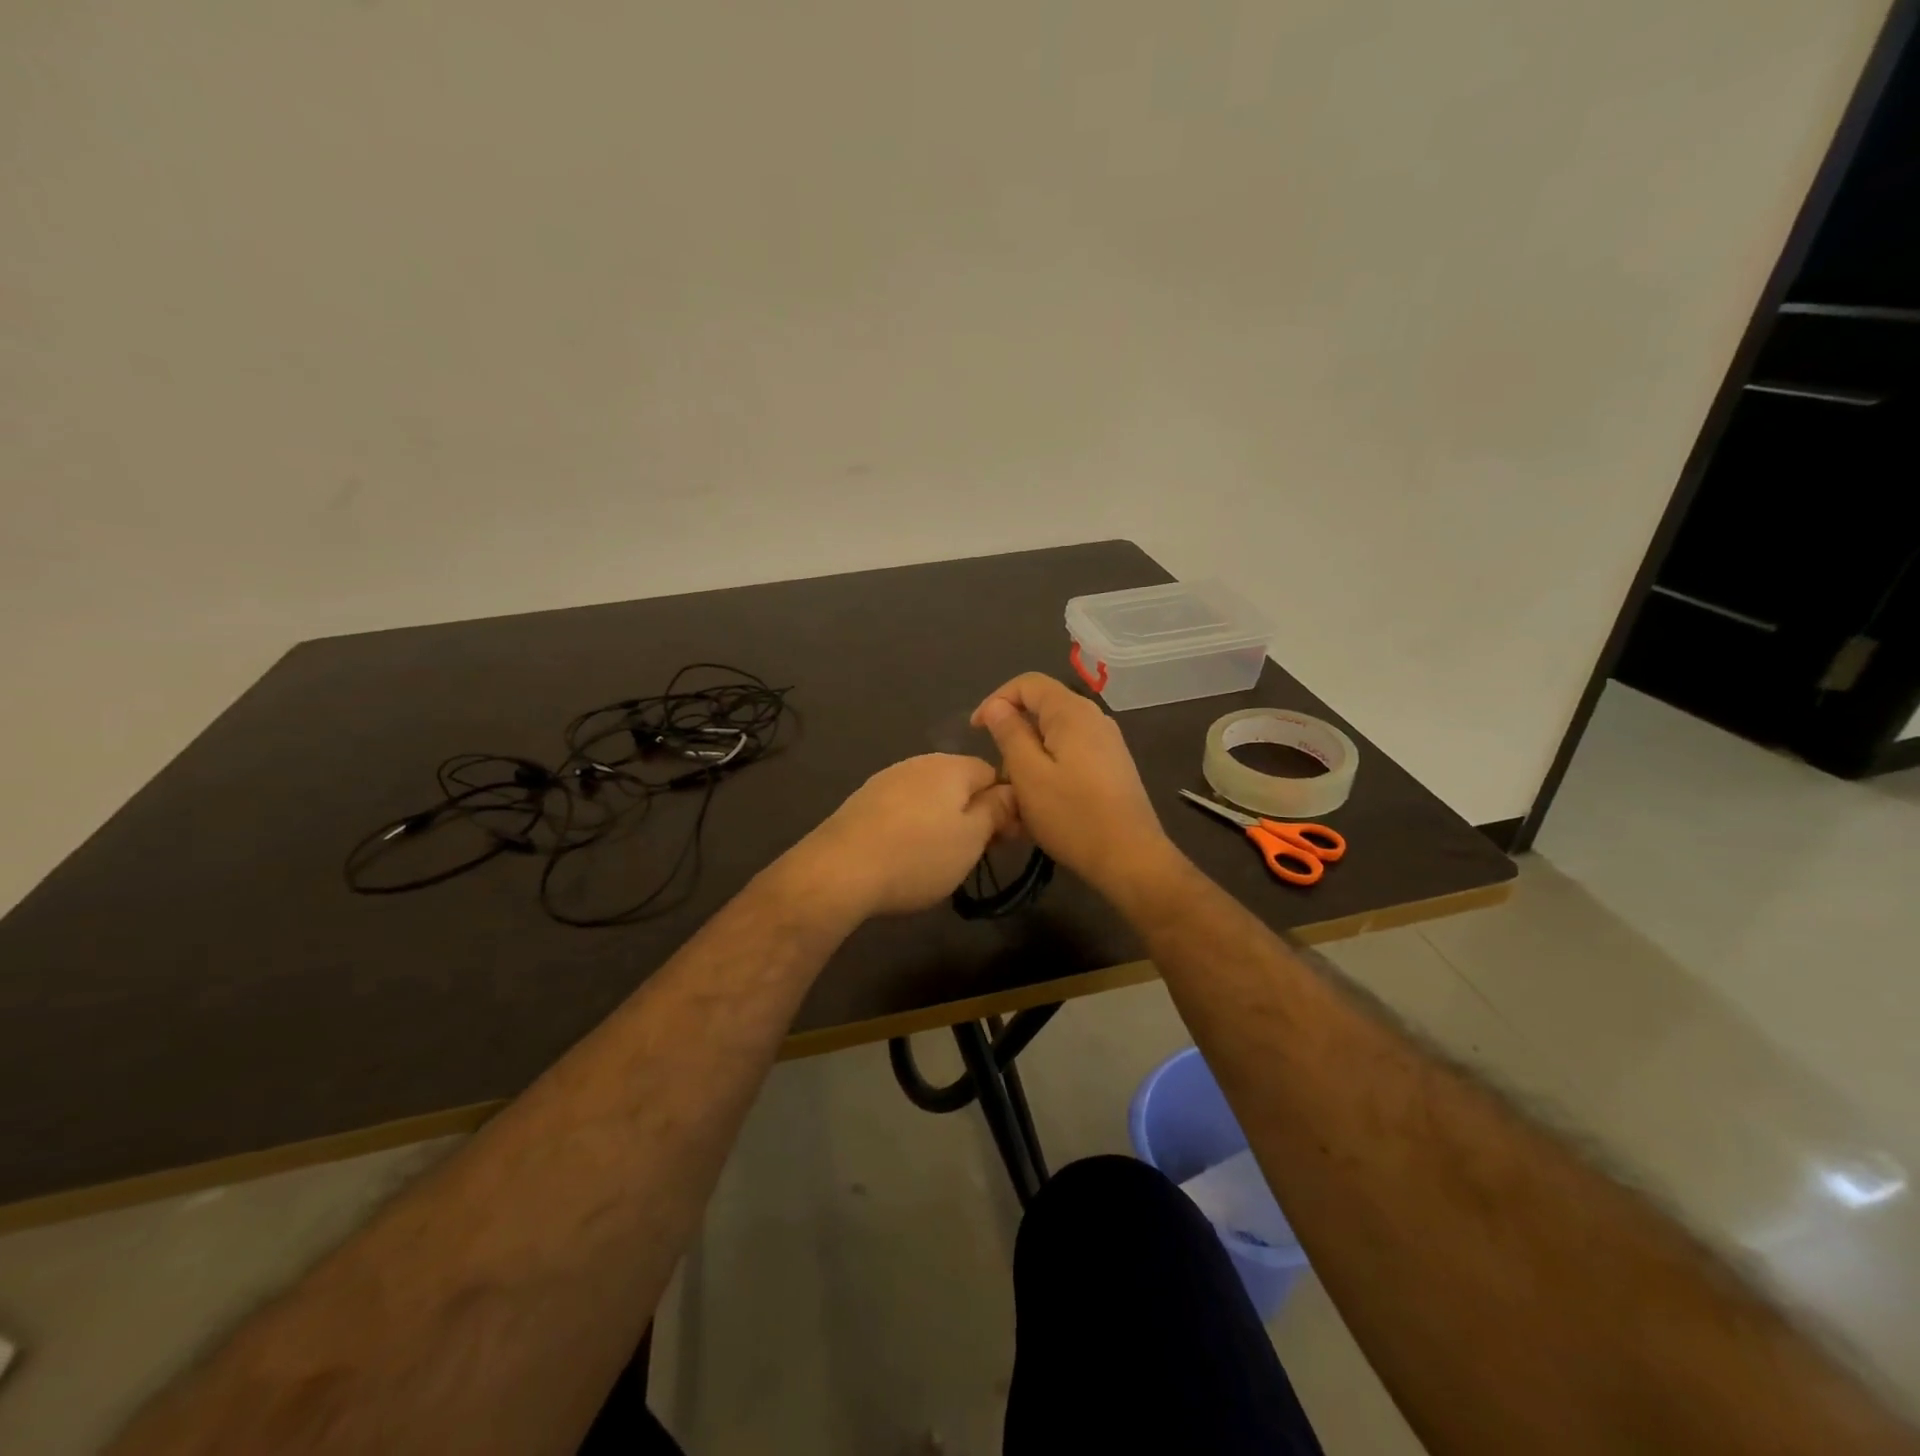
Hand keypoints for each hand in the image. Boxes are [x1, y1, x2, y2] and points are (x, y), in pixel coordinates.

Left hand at [793, 754, 1018, 919]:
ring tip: (940, 858)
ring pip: (930, 796)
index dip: (1006, 805)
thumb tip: (1012, 791)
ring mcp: (887, 779)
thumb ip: (996, 810)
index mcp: (951, 766)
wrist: (839, 870)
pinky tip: (906, 853)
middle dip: (973, 813)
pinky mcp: (863, 801)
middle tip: (975, 853)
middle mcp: (919, 763)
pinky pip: (903, 808)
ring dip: (943, 820)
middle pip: (960, 783)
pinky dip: (913, 827)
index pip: (993, 773)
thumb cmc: (918, 855)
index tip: (1006, 840)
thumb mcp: (971, 838)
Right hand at [971, 673, 1178, 897]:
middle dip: (1014, 730)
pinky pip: (1072, 752)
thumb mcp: (1028, 774)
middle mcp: (1094, 717)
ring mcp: (1107, 742)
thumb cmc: (1072, 815)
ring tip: (1017, 788)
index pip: (1027, 683)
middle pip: (1044, 706)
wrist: (1129, 857)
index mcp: (1072, 712)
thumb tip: (997, 707)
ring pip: (1057, 733)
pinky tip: (1043, 797)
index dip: (996, 700)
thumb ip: (1010, 733)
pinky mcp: (1113, 765)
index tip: (976, 731)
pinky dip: (1050, 765)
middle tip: (997, 767)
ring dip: (1031, 752)